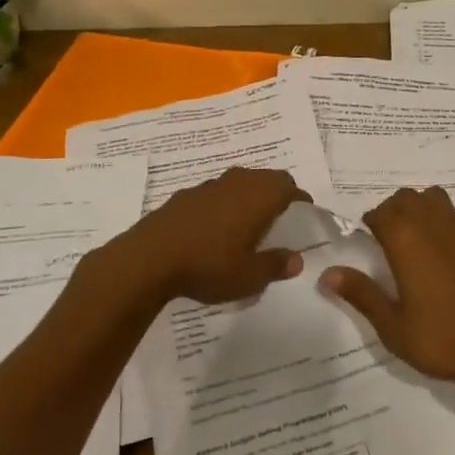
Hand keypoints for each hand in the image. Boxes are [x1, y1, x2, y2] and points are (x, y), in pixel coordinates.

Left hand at [105, 167, 308, 305]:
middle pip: (268, 178)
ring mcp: (210, 186)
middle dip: (278, 193)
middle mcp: (239, 182)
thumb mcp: (249, 276)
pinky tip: (215, 228)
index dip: (301, 202)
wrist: (148, 259)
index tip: (305, 214)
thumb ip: (276, 266)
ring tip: (249, 221)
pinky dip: (224, 203)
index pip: (291, 189)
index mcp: (261, 196)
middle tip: (281, 216)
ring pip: (240, 182)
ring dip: (249, 196)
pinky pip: (216, 193)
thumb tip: (297, 260)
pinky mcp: (185, 195)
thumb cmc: (209, 265)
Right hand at [318, 186, 454, 380]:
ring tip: (416, 236)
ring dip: (420, 208)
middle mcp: (433, 223)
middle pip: (406, 198)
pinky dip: (447, 219)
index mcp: (405, 239)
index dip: (370, 223)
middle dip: (393, 211)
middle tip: (388, 239)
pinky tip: (447, 247)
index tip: (366, 239)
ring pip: (434, 198)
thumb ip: (361, 293)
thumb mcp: (392, 324)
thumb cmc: (438, 336)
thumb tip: (328, 273)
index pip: (380, 213)